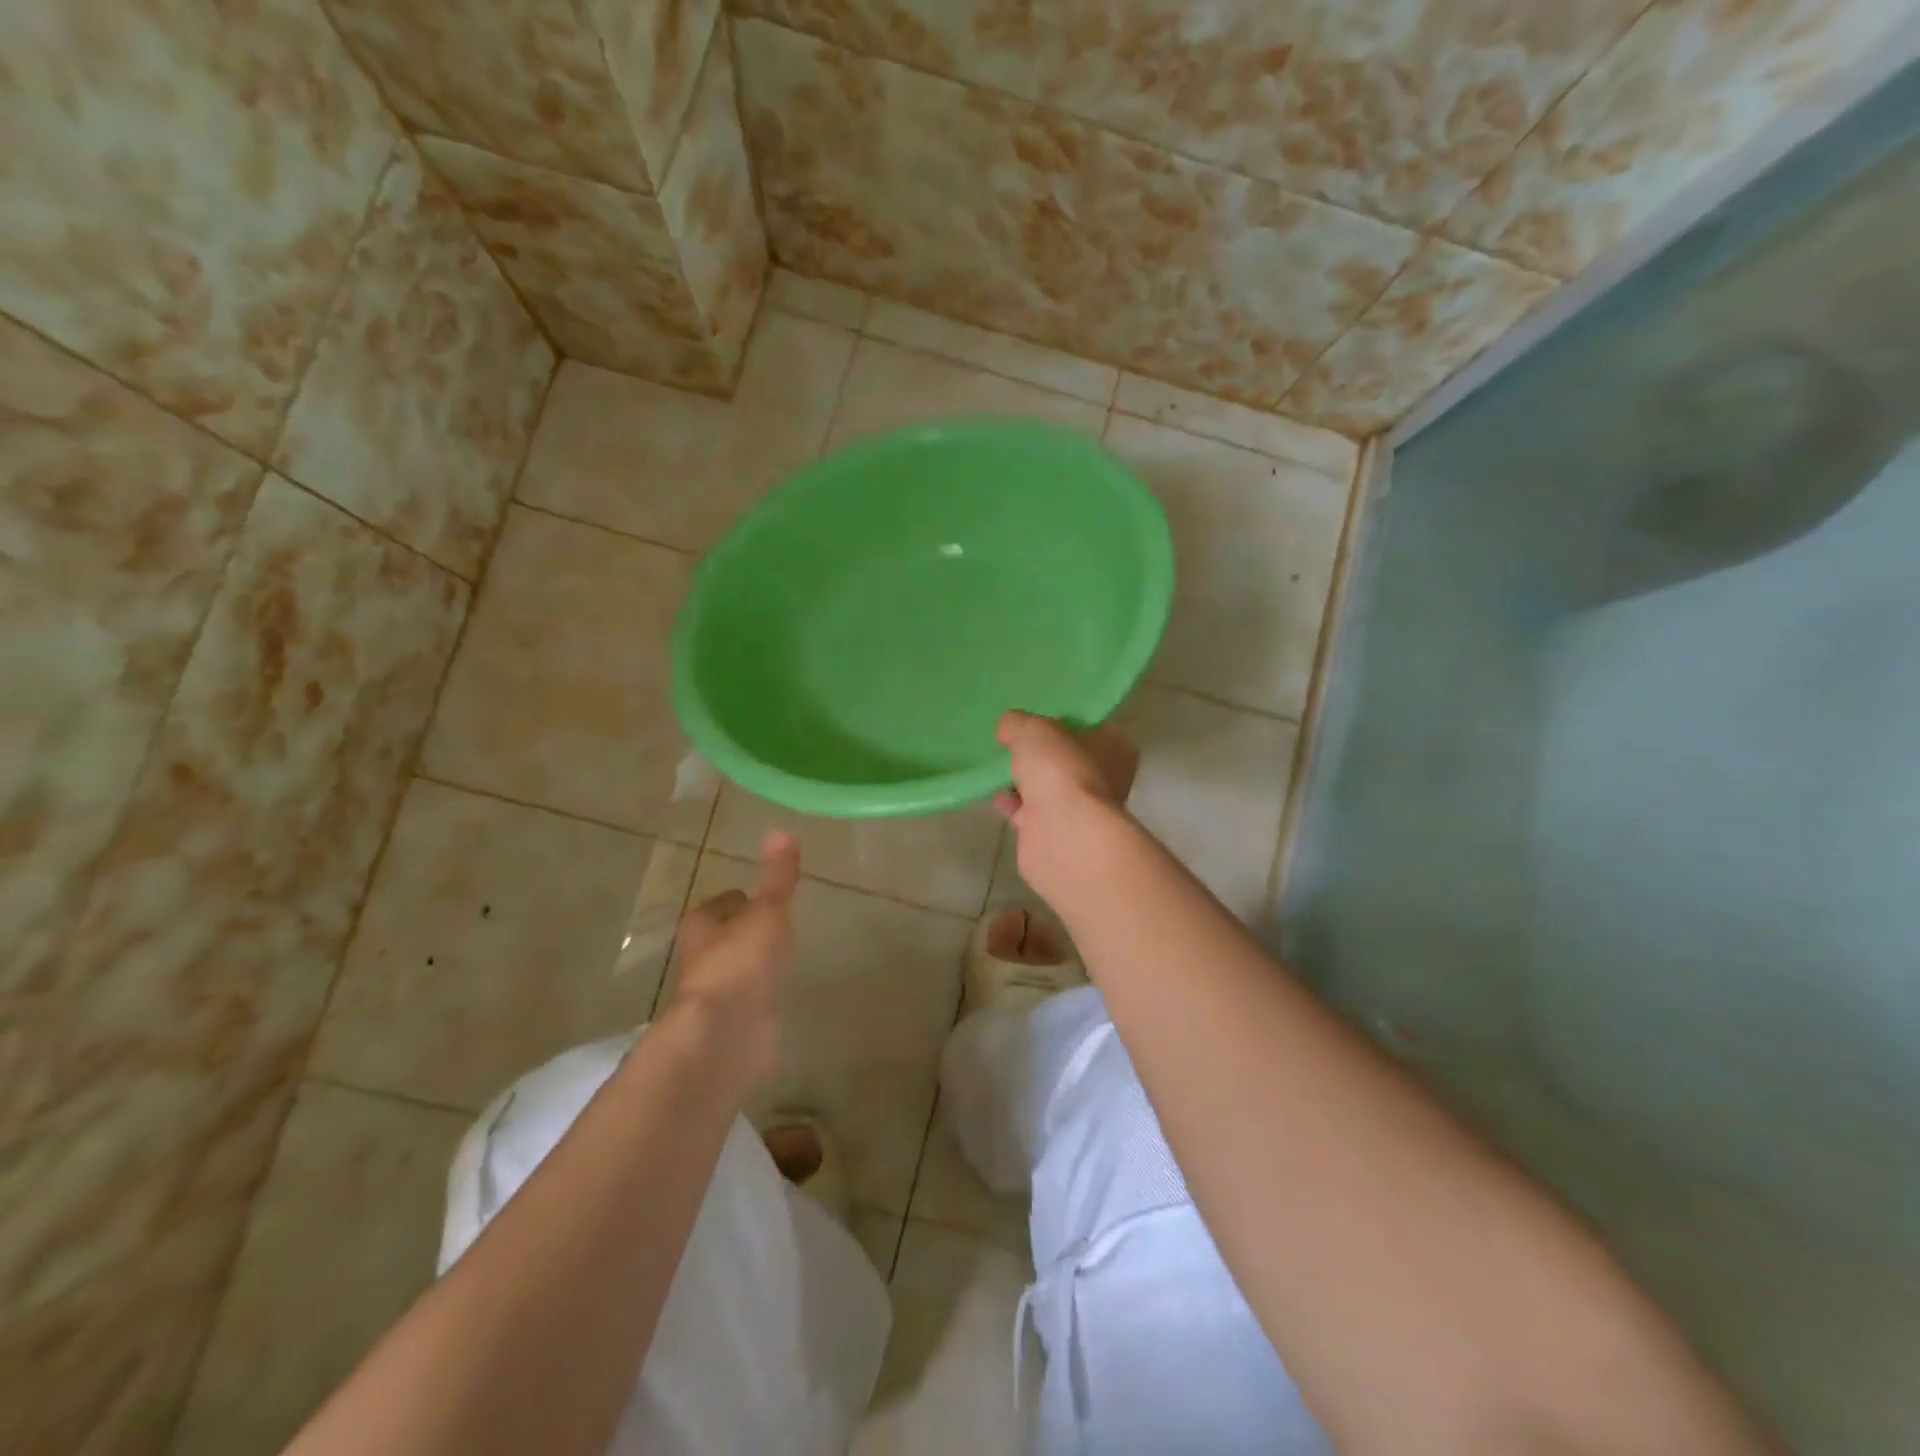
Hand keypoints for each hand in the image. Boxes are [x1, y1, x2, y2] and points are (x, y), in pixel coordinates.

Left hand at [664, 831, 799, 1091]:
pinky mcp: (733, 1027)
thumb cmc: (741, 962)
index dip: (733, 901)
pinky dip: (762, 998)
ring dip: (752, 967)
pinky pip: (749, 1005)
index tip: (752, 896)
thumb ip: (777, 878)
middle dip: (740, 934)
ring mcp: (717, 997)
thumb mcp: (767, 912)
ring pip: (735, 973)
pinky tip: (780, 996)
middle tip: (769, 926)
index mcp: (703, 928)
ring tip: (779, 959)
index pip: (716, 907)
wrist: (727, 1034)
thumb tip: (781, 831)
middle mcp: (703, 961)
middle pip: (721, 940)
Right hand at [994, 711, 1138, 899]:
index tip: (1038, 721)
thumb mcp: (1032, 730)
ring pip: (1051, 790)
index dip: (1065, 724)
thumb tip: (1008, 728)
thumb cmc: (1060, 770)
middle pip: (1069, 761)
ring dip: (1027, 783)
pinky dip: (1016, 807)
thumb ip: (1018, 723)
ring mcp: (1084, 812)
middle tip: (1013, 745)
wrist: (1062, 834)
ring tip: (998, 770)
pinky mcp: (1060, 836)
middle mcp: (1107, 780)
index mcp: (1115, 749)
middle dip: (1043, 757)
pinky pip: (1034, 814)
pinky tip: (996, 798)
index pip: (1092, 729)